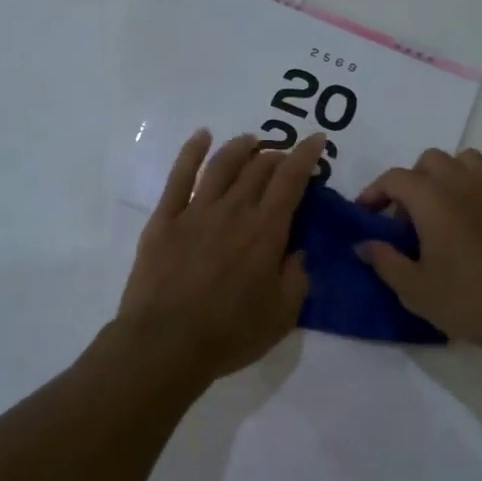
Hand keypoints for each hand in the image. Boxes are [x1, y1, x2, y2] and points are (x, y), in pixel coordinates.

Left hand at [117, 129, 324, 382]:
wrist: (165, 344)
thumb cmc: (229, 334)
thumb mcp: (282, 314)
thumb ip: (297, 276)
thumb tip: (299, 249)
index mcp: (266, 231)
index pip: (291, 180)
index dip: (306, 155)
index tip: (317, 139)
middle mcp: (233, 211)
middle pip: (259, 167)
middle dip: (277, 155)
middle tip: (284, 158)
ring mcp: (195, 211)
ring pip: (222, 164)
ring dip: (241, 147)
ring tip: (252, 141)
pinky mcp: (164, 219)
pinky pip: (179, 175)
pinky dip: (192, 150)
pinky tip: (202, 136)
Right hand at [356, 148, 481, 357]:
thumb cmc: (467, 299)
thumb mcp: (413, 288)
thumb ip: (384, 261)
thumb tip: (363, 244)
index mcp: (432, 200)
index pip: (395, 178)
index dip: (374, 192)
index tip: (366, 216)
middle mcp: (461, 185)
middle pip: (430, 160)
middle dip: (411, 181)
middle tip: (403, 218)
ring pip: (466, 159)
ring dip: (447, 175)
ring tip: (438, 208)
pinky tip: (475, 211)